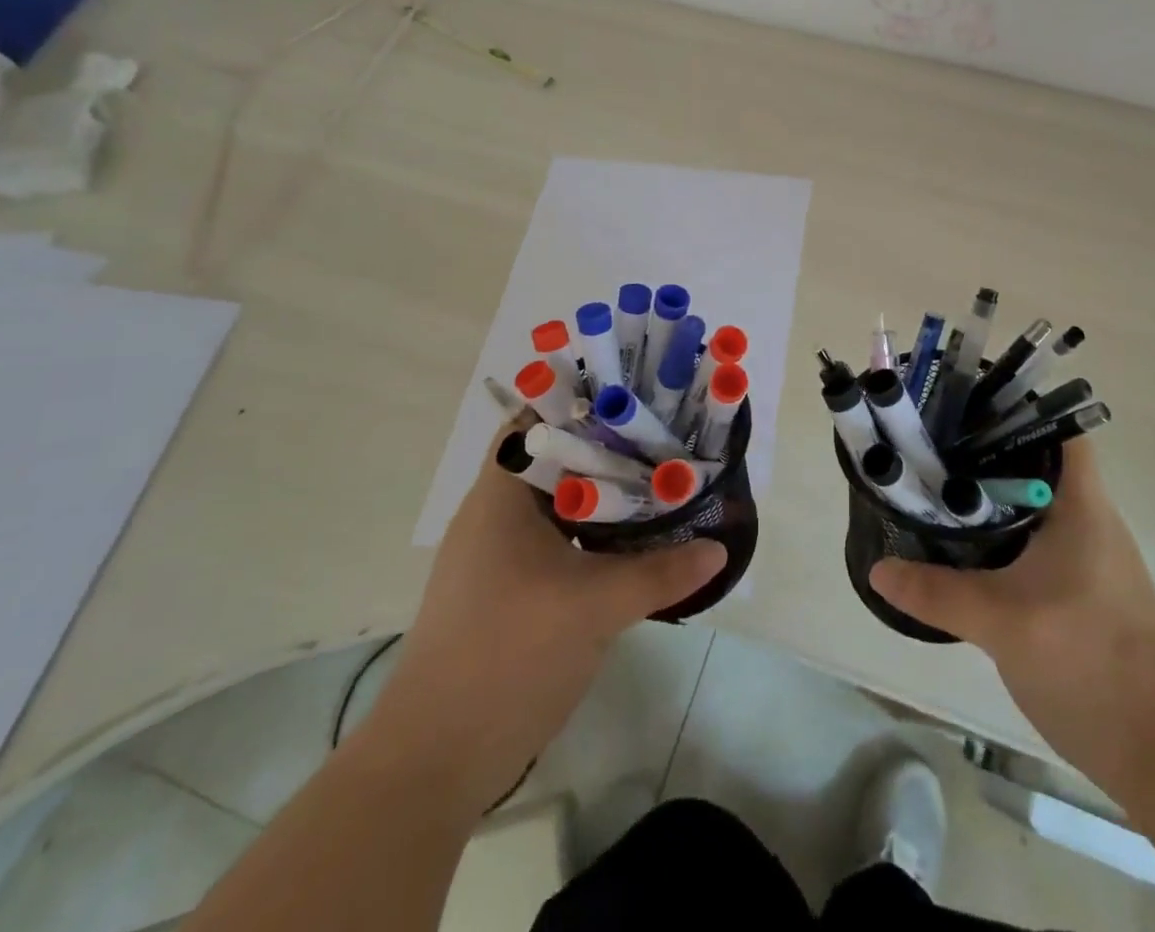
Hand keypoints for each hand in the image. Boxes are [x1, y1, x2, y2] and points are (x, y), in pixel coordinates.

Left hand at [357, 420, 725, 809]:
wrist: (436, 759)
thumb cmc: (509, 655)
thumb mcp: (596, 606)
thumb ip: (661, 572)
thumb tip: (717, 548)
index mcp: (500, 495)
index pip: (538, 419)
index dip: (584, 399)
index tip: (636, 394)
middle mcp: (493, 514)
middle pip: (555, 459)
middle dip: (606, 446)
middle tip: (662, 436)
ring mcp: (497, 555)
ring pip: (557, 502)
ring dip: (601, 493)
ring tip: (658, 480)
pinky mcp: (507, 590)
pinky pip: (555, 539)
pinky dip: (590, 532)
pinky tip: (631, 540)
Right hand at [869, 438, 1154, 799]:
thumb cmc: (1091, 663)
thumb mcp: (1003, 622)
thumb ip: (937, 592)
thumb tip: (878, 567)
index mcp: (1082, 506)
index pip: (1057, 430)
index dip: (1014, 409)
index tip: (963, 406)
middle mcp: (1088, 520)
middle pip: (1035, 461)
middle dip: (985, 449)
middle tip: (931, 446)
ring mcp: (1086, 557)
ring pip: (1031, 503)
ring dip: (989, 493)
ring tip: (934, 486)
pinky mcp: (1079, 589)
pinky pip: (1033, 540)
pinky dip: (999, 531)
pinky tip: (962, 546)